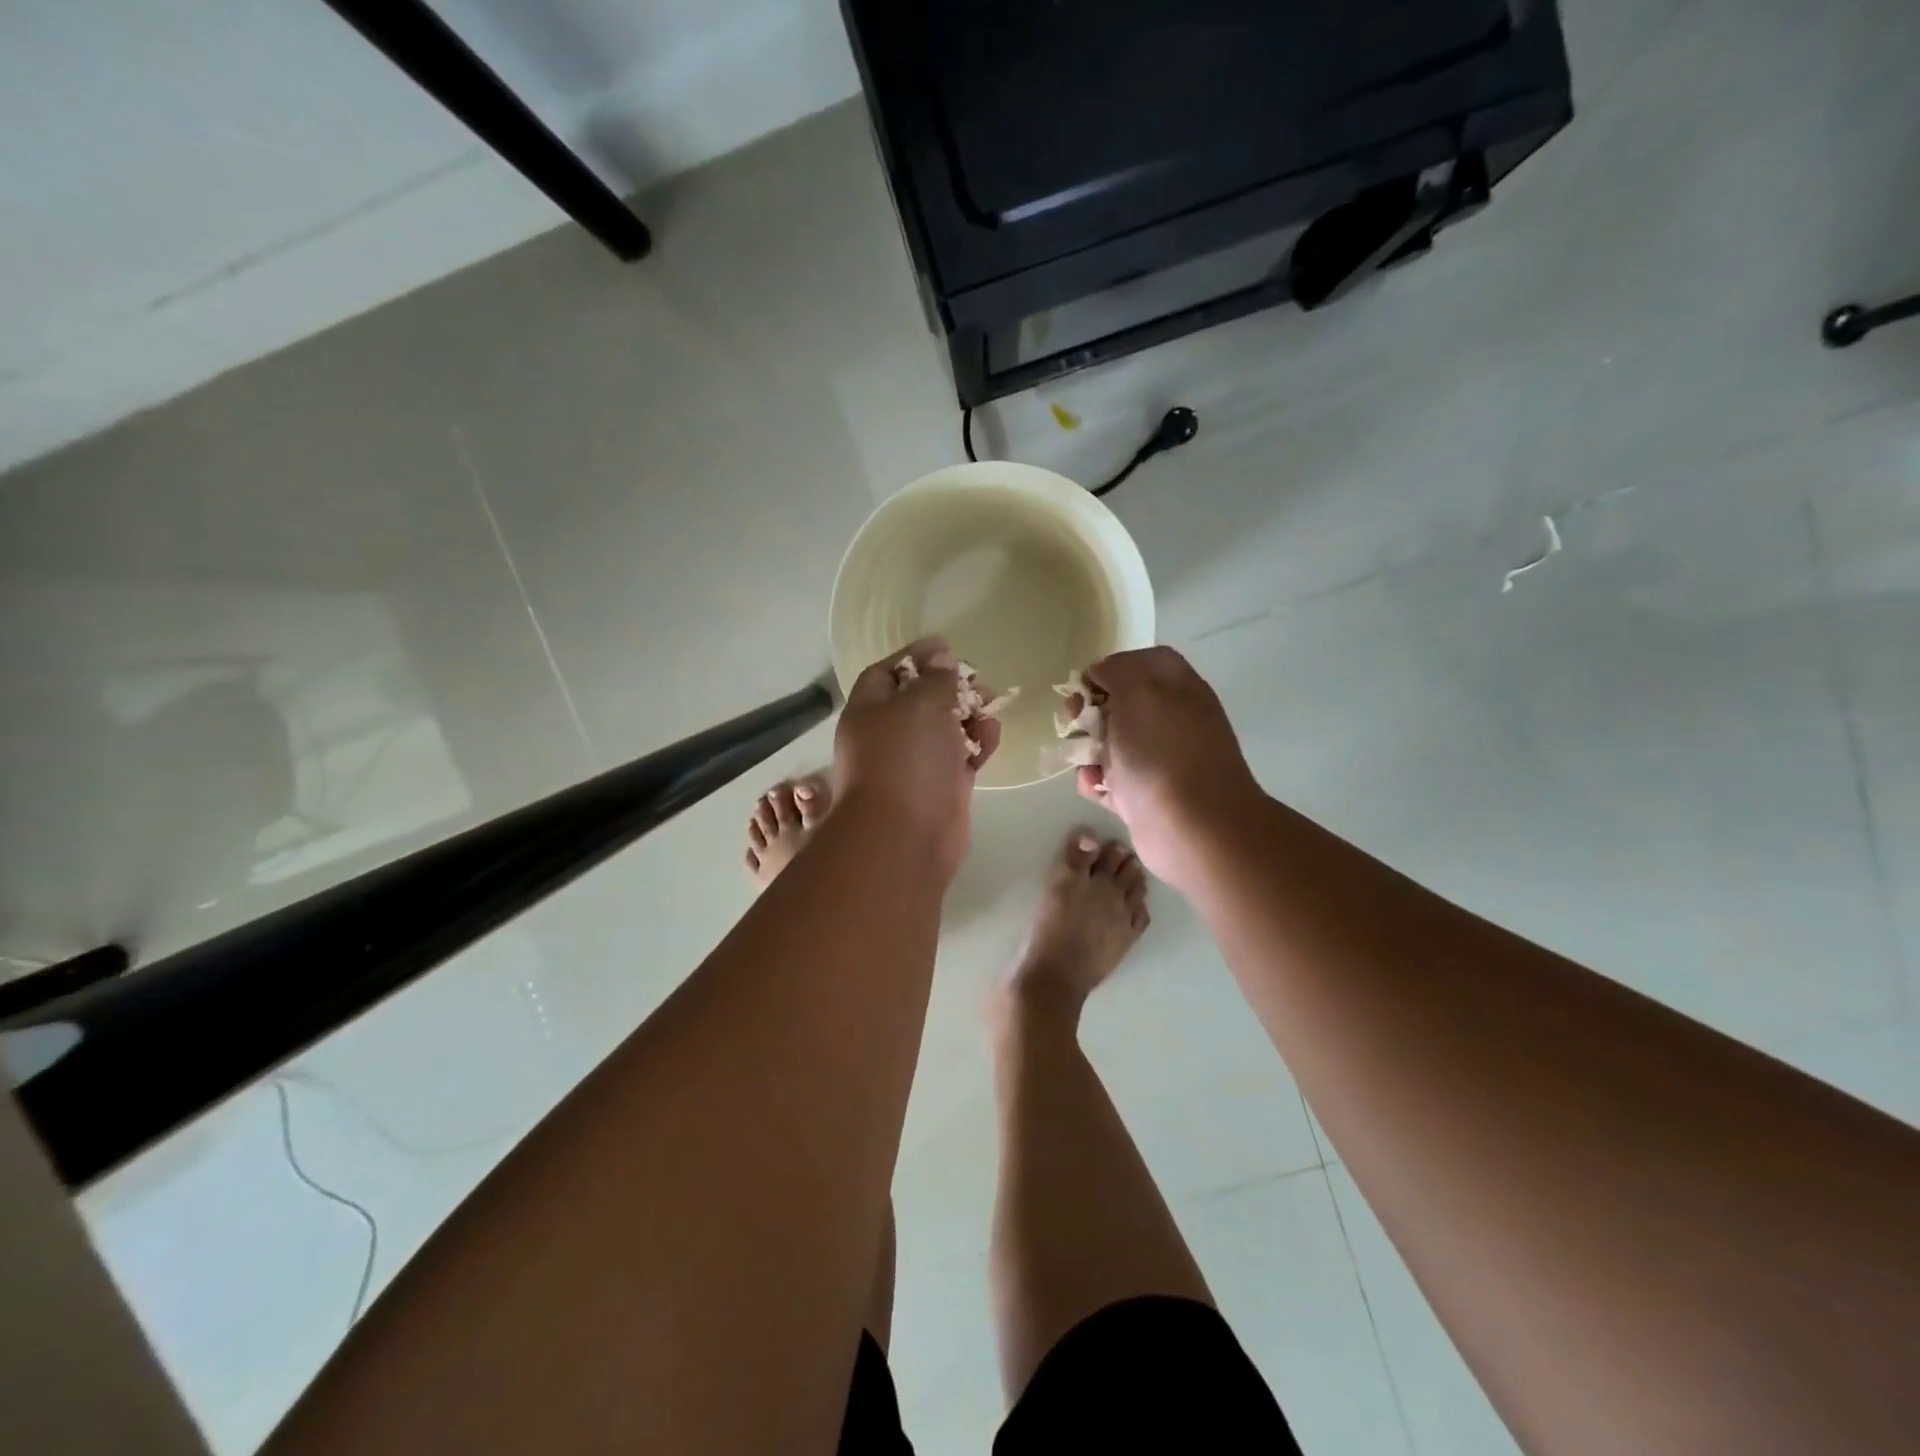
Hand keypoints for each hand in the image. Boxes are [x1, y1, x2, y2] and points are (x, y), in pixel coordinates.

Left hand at [834, 638, 999, 874]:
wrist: (905, 835)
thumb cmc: (905, 758)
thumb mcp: (920, 703)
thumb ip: (936, 678)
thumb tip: (943, 665)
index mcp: (869, 711)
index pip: (886, 672)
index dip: (914, 656)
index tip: (945, 646)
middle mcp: (888, 736)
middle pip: (919, 700)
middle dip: (949, 686)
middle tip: (977, 680)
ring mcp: (915, 764)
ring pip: (943, 729)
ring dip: (968, 714)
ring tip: (991, 703)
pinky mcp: (941, 788)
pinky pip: (961, 757)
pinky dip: (977, 743)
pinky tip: (993, 734)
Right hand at [1074, 647, 1260, 889]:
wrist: (1192, 828)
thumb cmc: (1162, 752)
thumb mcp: (1138, 691)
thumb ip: (1117, 670)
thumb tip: (1102, 673)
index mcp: (1177, 688)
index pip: (1141, 662)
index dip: (1110, 668)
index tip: (1086, 685)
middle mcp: (1170, 719)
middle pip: (1120, 703)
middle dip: (1090, 711)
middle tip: (1076, 721)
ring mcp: (1158, 759)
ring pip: (1110, 743)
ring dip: (1088, 750)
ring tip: (1088, 763)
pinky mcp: (1145, 794)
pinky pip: (1110, 780)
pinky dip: (1097, 783)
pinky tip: (1098, 788)